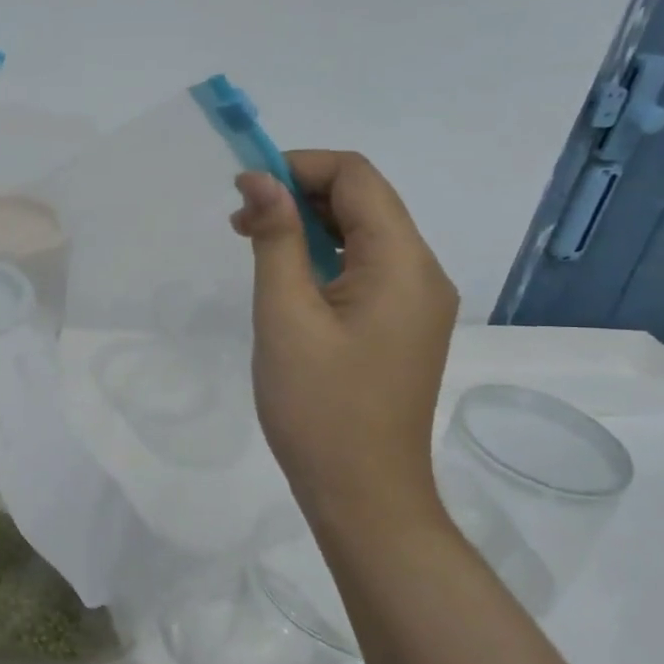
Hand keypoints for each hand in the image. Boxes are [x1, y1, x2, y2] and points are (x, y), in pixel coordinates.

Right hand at [232, 150, 457, 528]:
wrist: (364, 497)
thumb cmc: (319, 407)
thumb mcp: (285, 315)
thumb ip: (276, 238)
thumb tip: (260, 178)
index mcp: (403, 263)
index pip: (357, 176)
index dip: (299, 166)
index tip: (246, 187)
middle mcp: (422, 272)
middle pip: (364, 200)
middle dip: (300, 194)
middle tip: (241, 221)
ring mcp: (416, 302)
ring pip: (363, 234)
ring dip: (308, 226)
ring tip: (253, 243)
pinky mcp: (402, 326)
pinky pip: (365, 269)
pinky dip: (323, 258)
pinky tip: (285, 277)